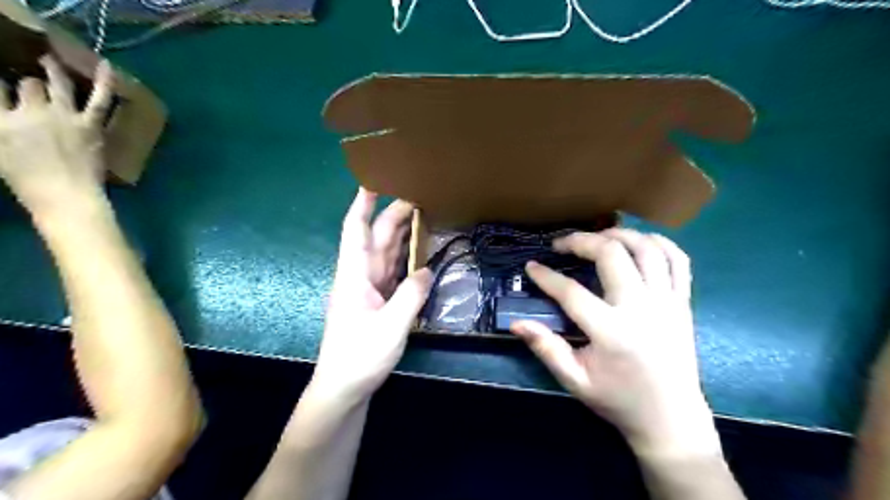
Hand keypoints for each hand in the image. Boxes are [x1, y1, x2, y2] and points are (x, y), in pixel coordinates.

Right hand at [0, 55, 112, 216]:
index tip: (4, 84)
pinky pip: (99, 99)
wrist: (66, 195)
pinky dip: (105, 82)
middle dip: (29, 84)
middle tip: (31, 84)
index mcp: (0, 119)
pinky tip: (105, 65)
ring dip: (53, 70)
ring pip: (57, 84)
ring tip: (49, 60)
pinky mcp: (91, 125)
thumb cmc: (27, 181)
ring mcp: (64, 116)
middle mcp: (30, 111)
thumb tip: (7, 113)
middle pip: (28, 85)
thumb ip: (0, 125)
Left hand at [312, 188, 434, 402]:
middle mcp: (360, 276)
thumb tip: (427, 270)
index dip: (361, 205)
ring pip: (385, 253)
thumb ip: (411, 295)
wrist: (344, 387)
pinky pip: (392, 272)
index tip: (371, 182)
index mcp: (354, 276)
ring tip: (420, 216)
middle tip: (416, 196)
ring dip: (400, 234)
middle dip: (392, 215)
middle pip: (376, 239)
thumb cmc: (360, 356)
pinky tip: (419, 252)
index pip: (355, 231)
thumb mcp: (391, 326)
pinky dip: (405, 259)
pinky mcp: (377, 301)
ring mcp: (368, 289)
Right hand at [512, 228, 717, 458]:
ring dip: (618, 233)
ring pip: (646, 249)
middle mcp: (641, 309)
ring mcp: (667, 302)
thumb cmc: (619, 400)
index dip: (546, 276)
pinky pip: (678, 260)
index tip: (531, 266)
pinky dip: (658, 242)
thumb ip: (546, 348)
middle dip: (581, 241)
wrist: (671, 419)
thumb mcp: (575, 380)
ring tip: (597, 236)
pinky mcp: (683, 302)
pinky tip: (638, 242)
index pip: (571, 291)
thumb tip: (516, 323)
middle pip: (611, 254)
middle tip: (561, 244)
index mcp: (611, 332)